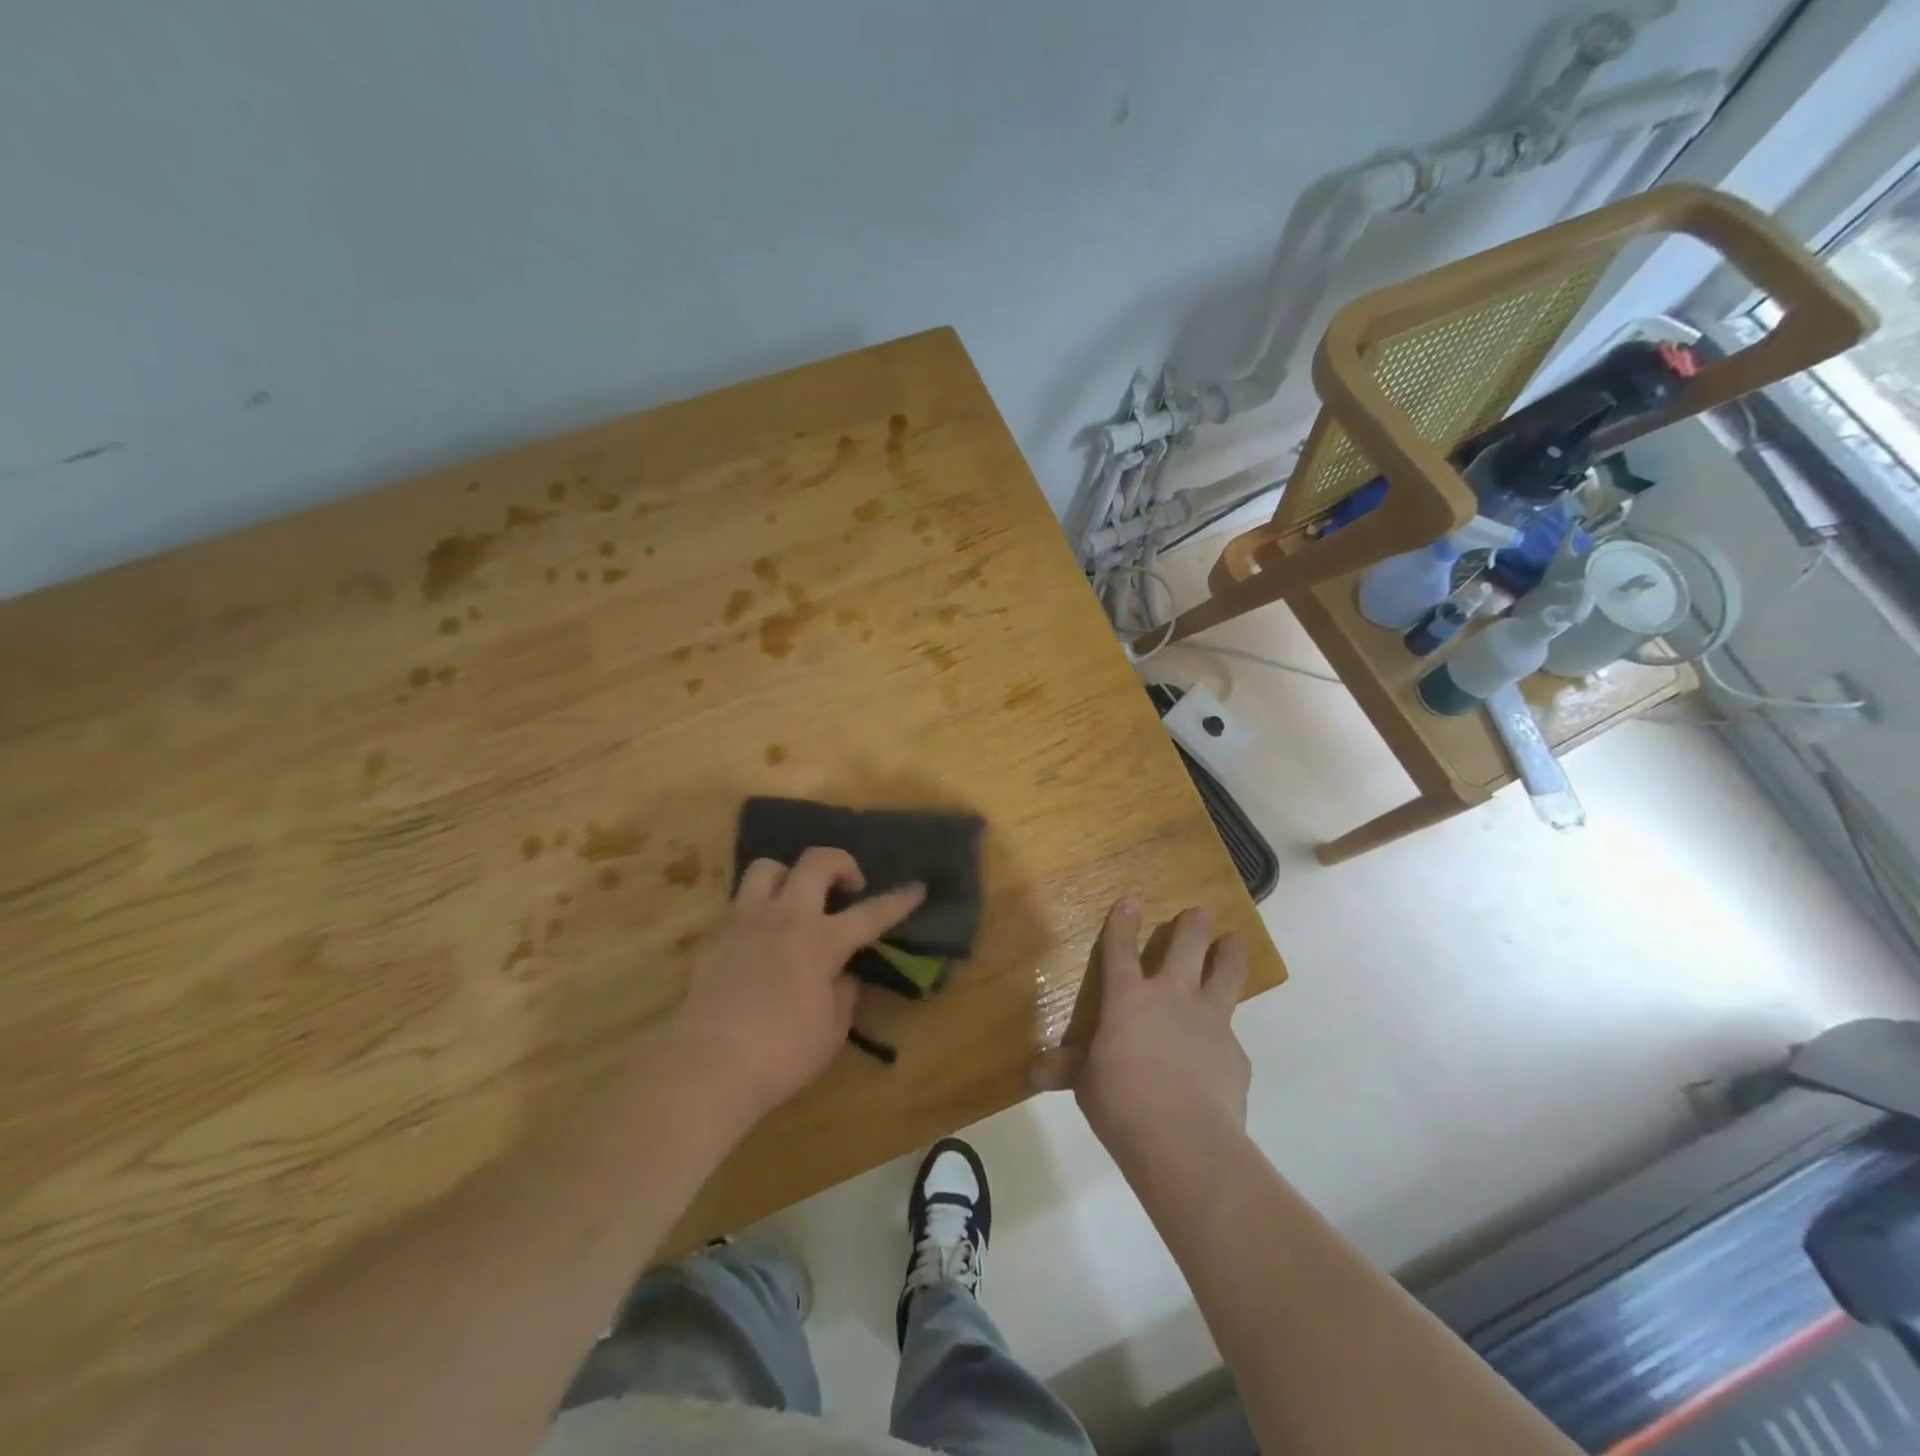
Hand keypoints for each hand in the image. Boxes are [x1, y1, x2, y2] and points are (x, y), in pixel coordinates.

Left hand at [671, 847, 924, 1127]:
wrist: (707, 1066)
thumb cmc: (780, 1055)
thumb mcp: (830, 1032)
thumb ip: (844, 995)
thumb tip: (843, 977)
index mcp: (821, 942)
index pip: (871, 913)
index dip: (899, 900)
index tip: (917, 887)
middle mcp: (785, 918)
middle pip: (817, 861)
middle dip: (841, 863)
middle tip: (848, 889)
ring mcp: (746, 921)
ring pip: (768, 867)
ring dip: (789, 876)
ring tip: (796, 902)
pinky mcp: (716, 935)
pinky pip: (741, 902)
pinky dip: (759, 908)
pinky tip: (762, 937)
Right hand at [1034, 896, 1249, 1155]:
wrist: (1184, 1141)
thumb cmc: (1121, 1104)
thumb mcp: (1086, 1085)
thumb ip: (1069, 1070)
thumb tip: (1035, 1073)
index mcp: (1128, 999)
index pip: (1121, 951)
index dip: (1124, 923)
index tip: (1133, 899)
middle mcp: (1171, 998)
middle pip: (1186, 947)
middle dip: (1192, 925)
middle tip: (1201, 911)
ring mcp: (1209, 1022)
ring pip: (1225, 975)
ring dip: (1229, 954)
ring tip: (1234, 940)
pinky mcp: (1235, 1053)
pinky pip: (1231, 1035)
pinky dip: (1225, 1036)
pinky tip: (1222, 1052)